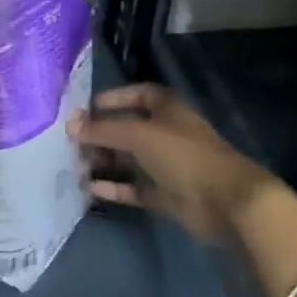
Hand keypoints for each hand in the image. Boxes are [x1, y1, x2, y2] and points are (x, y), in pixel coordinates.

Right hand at [70, 83, 275, 243]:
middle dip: (101, 134)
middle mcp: (166, 133)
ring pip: (128, 159)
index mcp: (167, 109)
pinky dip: (114, 188)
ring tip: (75, 165)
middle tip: (72, 142)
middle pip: (128, 128)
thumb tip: (70, 125)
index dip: (113, 99)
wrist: (226, 202)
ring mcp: (166, 165)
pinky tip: (91, 188)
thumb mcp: (138, 135)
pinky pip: (134, 187)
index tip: (85, 109)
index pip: (137, 94)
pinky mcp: (165, 194)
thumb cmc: (183, 155)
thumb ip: (103, 130)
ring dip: (104, 161)